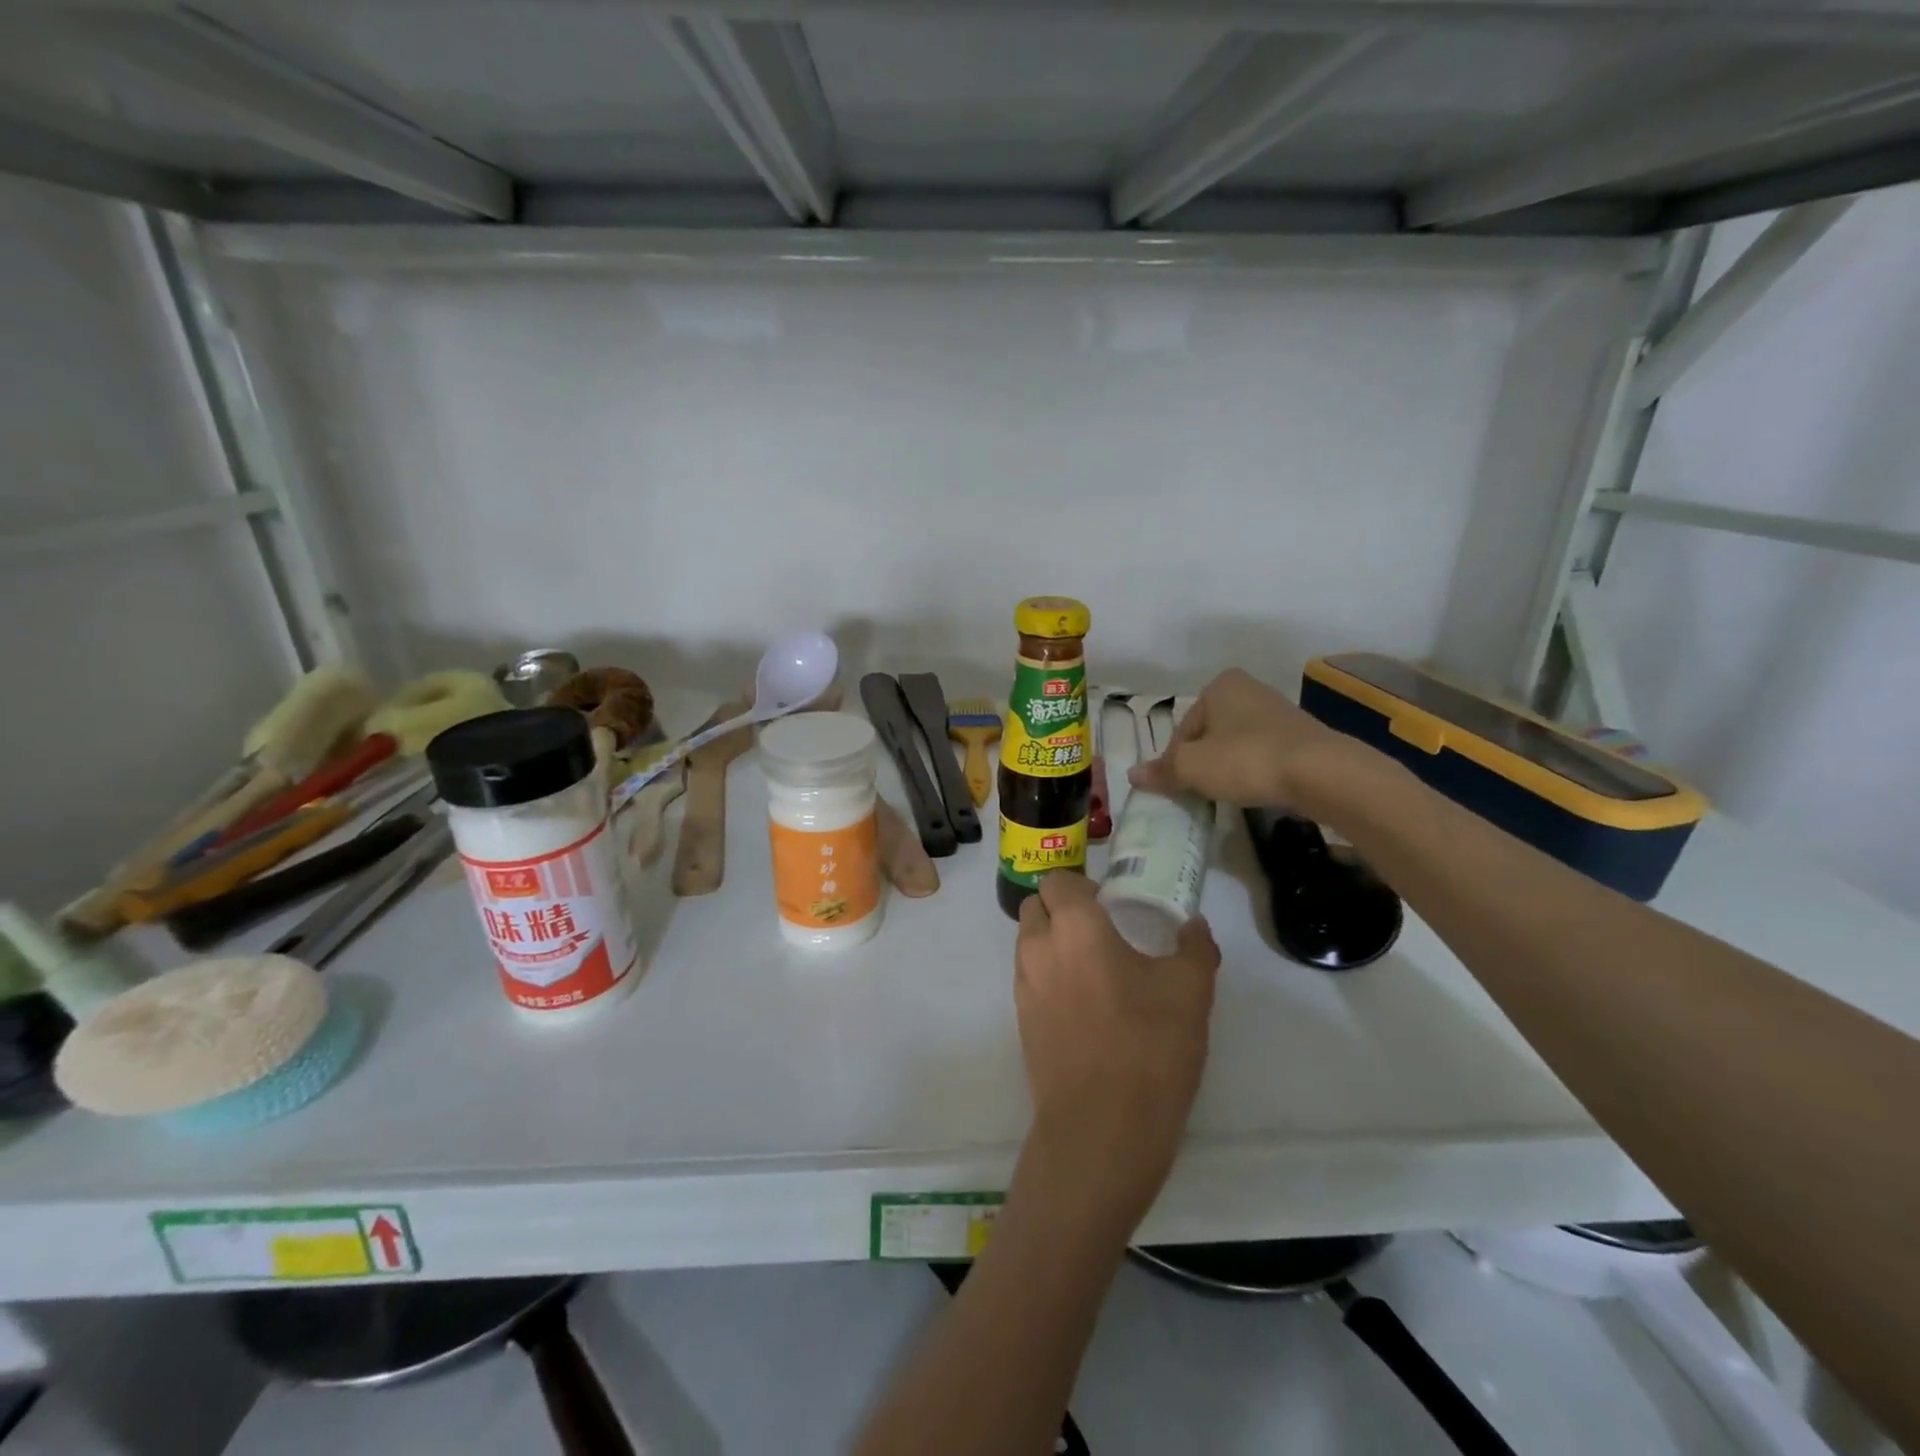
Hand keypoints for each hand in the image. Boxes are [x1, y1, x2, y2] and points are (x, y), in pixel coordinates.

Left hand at [1014, 872, 1218, 1230]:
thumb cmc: (1149, 1047)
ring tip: (1096, 970)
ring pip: (1029, 944)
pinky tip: (1085, 1006)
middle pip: (1036, 908)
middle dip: (1062, 910)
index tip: (1110, 904)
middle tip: (1102, 931)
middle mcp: (1038, 948)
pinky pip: (1030, 980)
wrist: (1102, 1129)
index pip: (1057, 881)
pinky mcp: (1020, 1022)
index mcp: (1075, 927)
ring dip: (1053, 943)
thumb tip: (1194, 925)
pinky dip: (1049, 977)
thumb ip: (1194, 947)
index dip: (1081, 886)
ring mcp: (1023, 987)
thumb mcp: (1190, 991)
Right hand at [1128, 668, 1360, 812]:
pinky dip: (1254, 771)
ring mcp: (1279, 712)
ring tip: (1228, 794)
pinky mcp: (1301, 737)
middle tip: (1200, 792)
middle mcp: (1249, 690)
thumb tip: (1132, 775)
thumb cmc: (1246, 759)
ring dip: (1227, 768)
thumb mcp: (1192, 767)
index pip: (1182, 729)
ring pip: (1235, 745)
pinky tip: (1256, 790)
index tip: (1178, 786)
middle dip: (1201, 762)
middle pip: (1208, 735)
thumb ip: (1162, 771)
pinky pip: (1262, 754)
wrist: (1320, 773)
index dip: (1175, 760)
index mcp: (1219, 685)